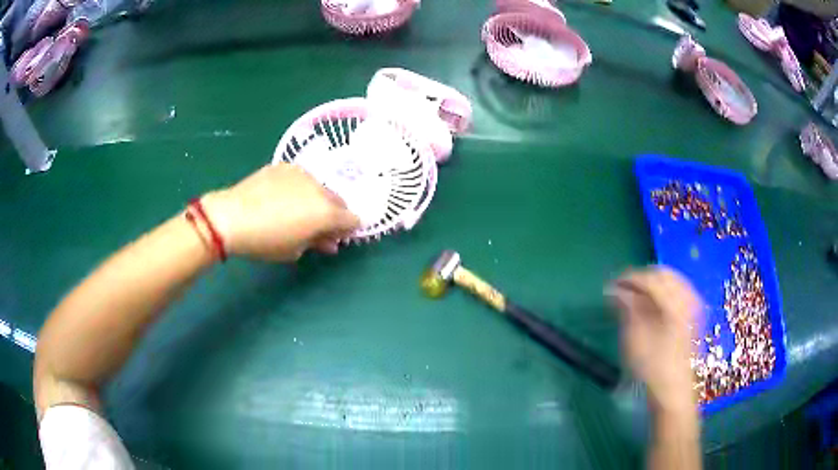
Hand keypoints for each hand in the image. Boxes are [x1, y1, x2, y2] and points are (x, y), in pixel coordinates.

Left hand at [202, 163, 359, 261]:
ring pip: (319, 187)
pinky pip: (300, 178)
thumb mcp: (294, 250)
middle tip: (317, 227)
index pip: (352, 219)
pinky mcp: (284, 166)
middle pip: (338, 201)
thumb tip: (329, 241)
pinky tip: (281, 198)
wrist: (231, 216)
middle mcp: (320, 188)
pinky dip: (298, 189)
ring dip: (315, 200)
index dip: (348, 230)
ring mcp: (302, 173)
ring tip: (296, 211)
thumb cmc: (265, 241)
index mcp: (327, 213)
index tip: (335, 237)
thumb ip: (317, 242)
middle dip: (333, 214)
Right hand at [607, 267, 701, 414]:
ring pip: (674, 280)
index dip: (629, 279)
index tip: (612, 285)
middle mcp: (687, 298)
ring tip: (638, 294)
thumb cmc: (652, 367)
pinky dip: (666, 290)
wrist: (674, 390)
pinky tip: (656, 301)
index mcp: (673, 304)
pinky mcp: (695, 314)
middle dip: (643, 277)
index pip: (650, 279)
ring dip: (655, 282)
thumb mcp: (634, 339)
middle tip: (624, 288)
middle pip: (664, 274)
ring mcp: (694, 305)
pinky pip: (681, 290)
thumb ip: (627, 309)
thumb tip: (615, 290)